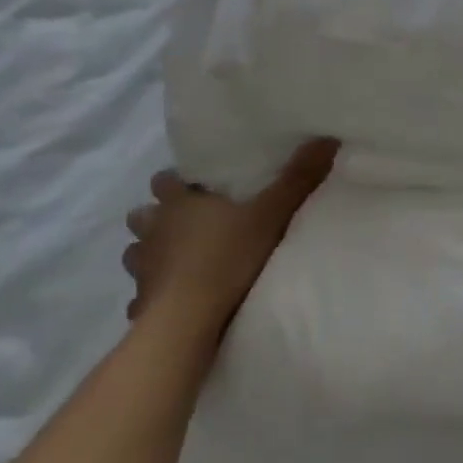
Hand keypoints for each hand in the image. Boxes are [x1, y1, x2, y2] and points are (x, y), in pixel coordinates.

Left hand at [122, 139, 338, 337]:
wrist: (188, 324)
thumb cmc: (225, 259)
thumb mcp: (271, 214)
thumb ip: (297, 179)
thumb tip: (326, 138)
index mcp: (178, 204)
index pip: (164, 181)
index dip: (175, 182)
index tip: (194, 186)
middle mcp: (153, 232)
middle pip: (142, 215)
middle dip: (157, 217)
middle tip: (185, 224)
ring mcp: (142, 270)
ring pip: (136, 254)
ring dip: (151, 255)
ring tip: (176, 262)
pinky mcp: (140, 306)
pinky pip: (141, 298)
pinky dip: (151, 298)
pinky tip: (169, 304)